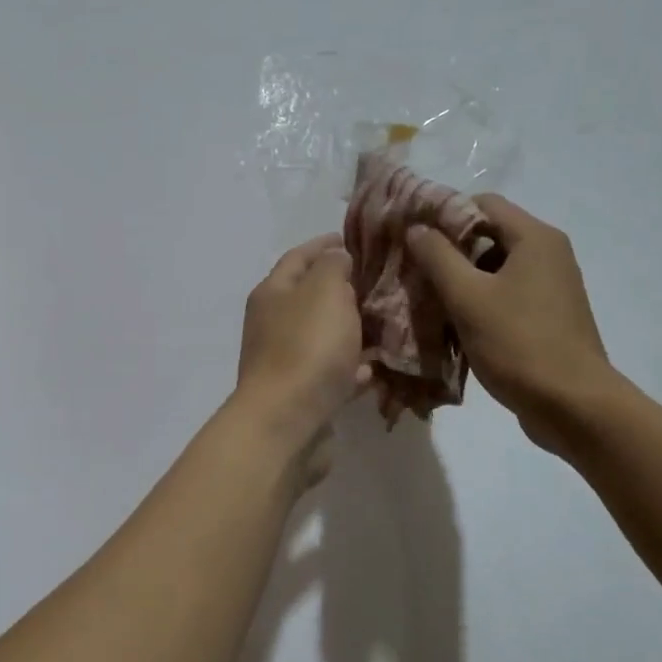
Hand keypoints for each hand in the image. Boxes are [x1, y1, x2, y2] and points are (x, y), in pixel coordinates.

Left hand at [235, 234, 371, 478]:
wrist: (286, 423)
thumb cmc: (306, 347)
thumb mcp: (324, 290)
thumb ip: (333, 267)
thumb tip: (336, 258)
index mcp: (273, 292)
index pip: (299, 256)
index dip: (325, 244)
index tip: (354, 238)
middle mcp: (274, 323)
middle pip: (311, 297)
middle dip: (344, 287)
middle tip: (381, 281)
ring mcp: (286, 361)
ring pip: (325, 336)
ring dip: (351, 328)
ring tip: (388, 321)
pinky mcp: (303, 394)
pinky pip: (333, 372)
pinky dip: (353, 366)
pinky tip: (378, 366)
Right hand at [406, 196, 613, 451]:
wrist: (574, 407)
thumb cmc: (518, 343)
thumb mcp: (468, 297)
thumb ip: (437, 257)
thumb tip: (417, 227)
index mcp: (535, 238)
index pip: (483, 203)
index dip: (445, 214)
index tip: (413, 235)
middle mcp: (549, 254)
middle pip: (489, 235)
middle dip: (450, 251)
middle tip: (414, 269)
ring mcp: (552, 287)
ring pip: (495, 269)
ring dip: (462, 280)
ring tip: (428, 300)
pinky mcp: (549, 316)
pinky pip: (507, 295)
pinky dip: (480, 302)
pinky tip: (454, 325)